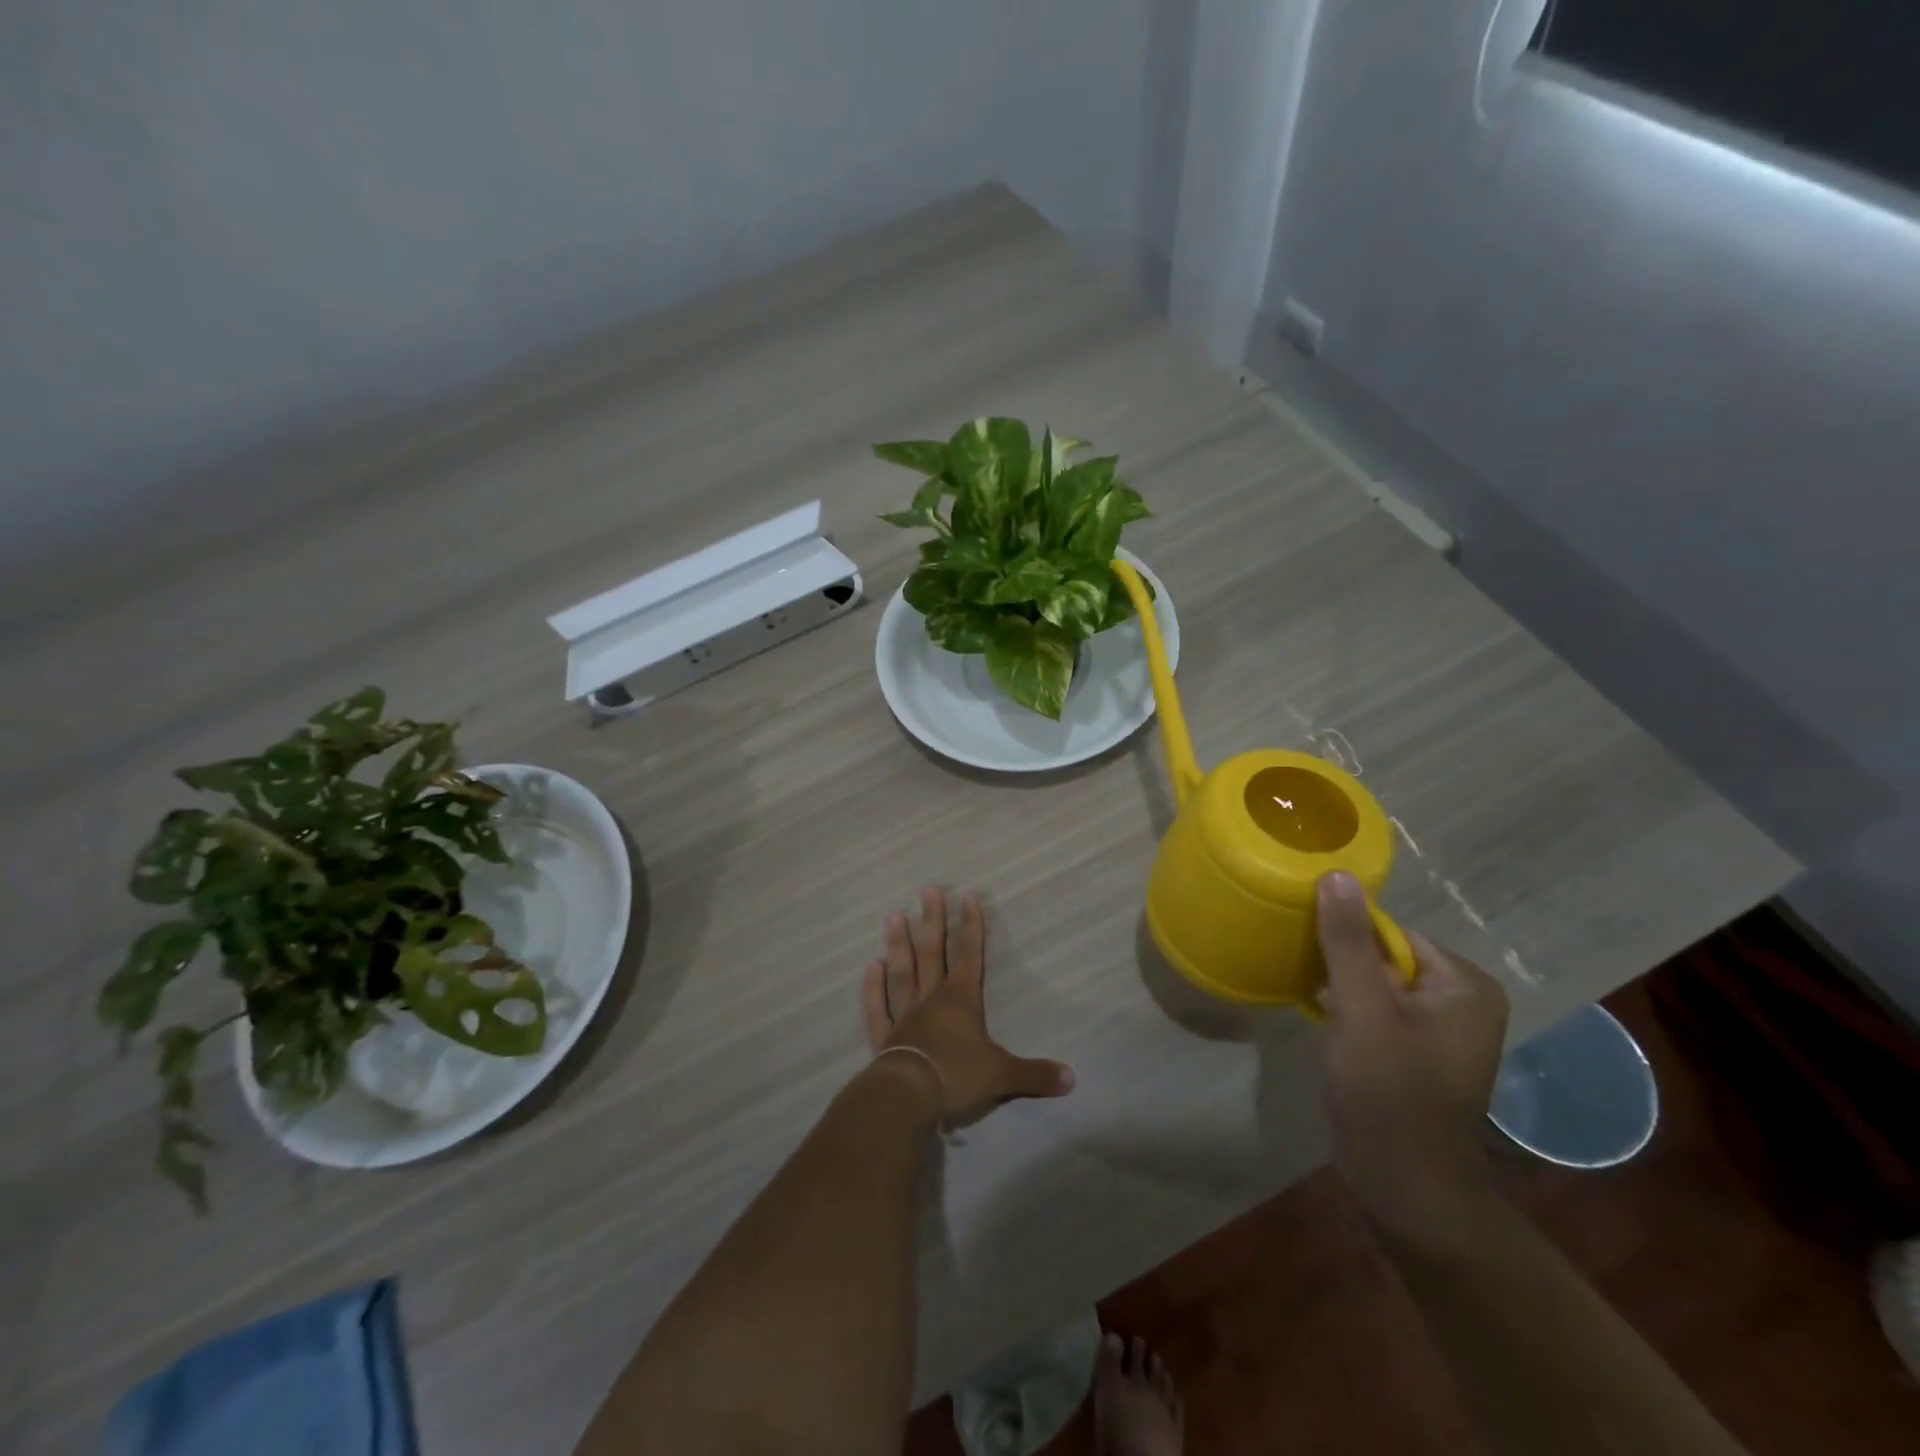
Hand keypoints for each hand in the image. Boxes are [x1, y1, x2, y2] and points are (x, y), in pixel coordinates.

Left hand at [862, 887, 1074, 1127]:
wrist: (908, 1096)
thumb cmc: (956, 1076)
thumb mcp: (1002, 1075)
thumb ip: (1035, 1074)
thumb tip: (1072, 1079)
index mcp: (960, 1001)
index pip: (969, 956)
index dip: (971, 926)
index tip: (967, 896)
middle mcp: (931, 999)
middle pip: (932, 953)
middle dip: (932, 921)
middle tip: (927, 890)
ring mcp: (904, 1015)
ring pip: (902, 972)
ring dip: (898, 944)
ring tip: (893, 915)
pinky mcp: (884, 1038)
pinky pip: (877, 1007)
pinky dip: (873, 987)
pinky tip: (870, 965)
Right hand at [1316, 871, 1508, 1237]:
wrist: (1403, 1185)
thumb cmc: (1388, 1091)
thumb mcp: (1362, 1008)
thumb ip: (1347, 940)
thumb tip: (1336, 874)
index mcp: (1465, 984)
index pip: (1391, 932)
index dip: (1346, 939)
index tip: (1308, 950)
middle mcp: (1461, 1001)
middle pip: (1382, 955)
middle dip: (1340, 965)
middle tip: (1308, 979)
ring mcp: (1439, 1030)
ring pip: (1374, 983)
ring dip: (1339, 987)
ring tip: (1311, 999)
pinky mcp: (1415, 1052)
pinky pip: (1375, 1009)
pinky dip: (1345, 1009)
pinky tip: (1320, 1019)